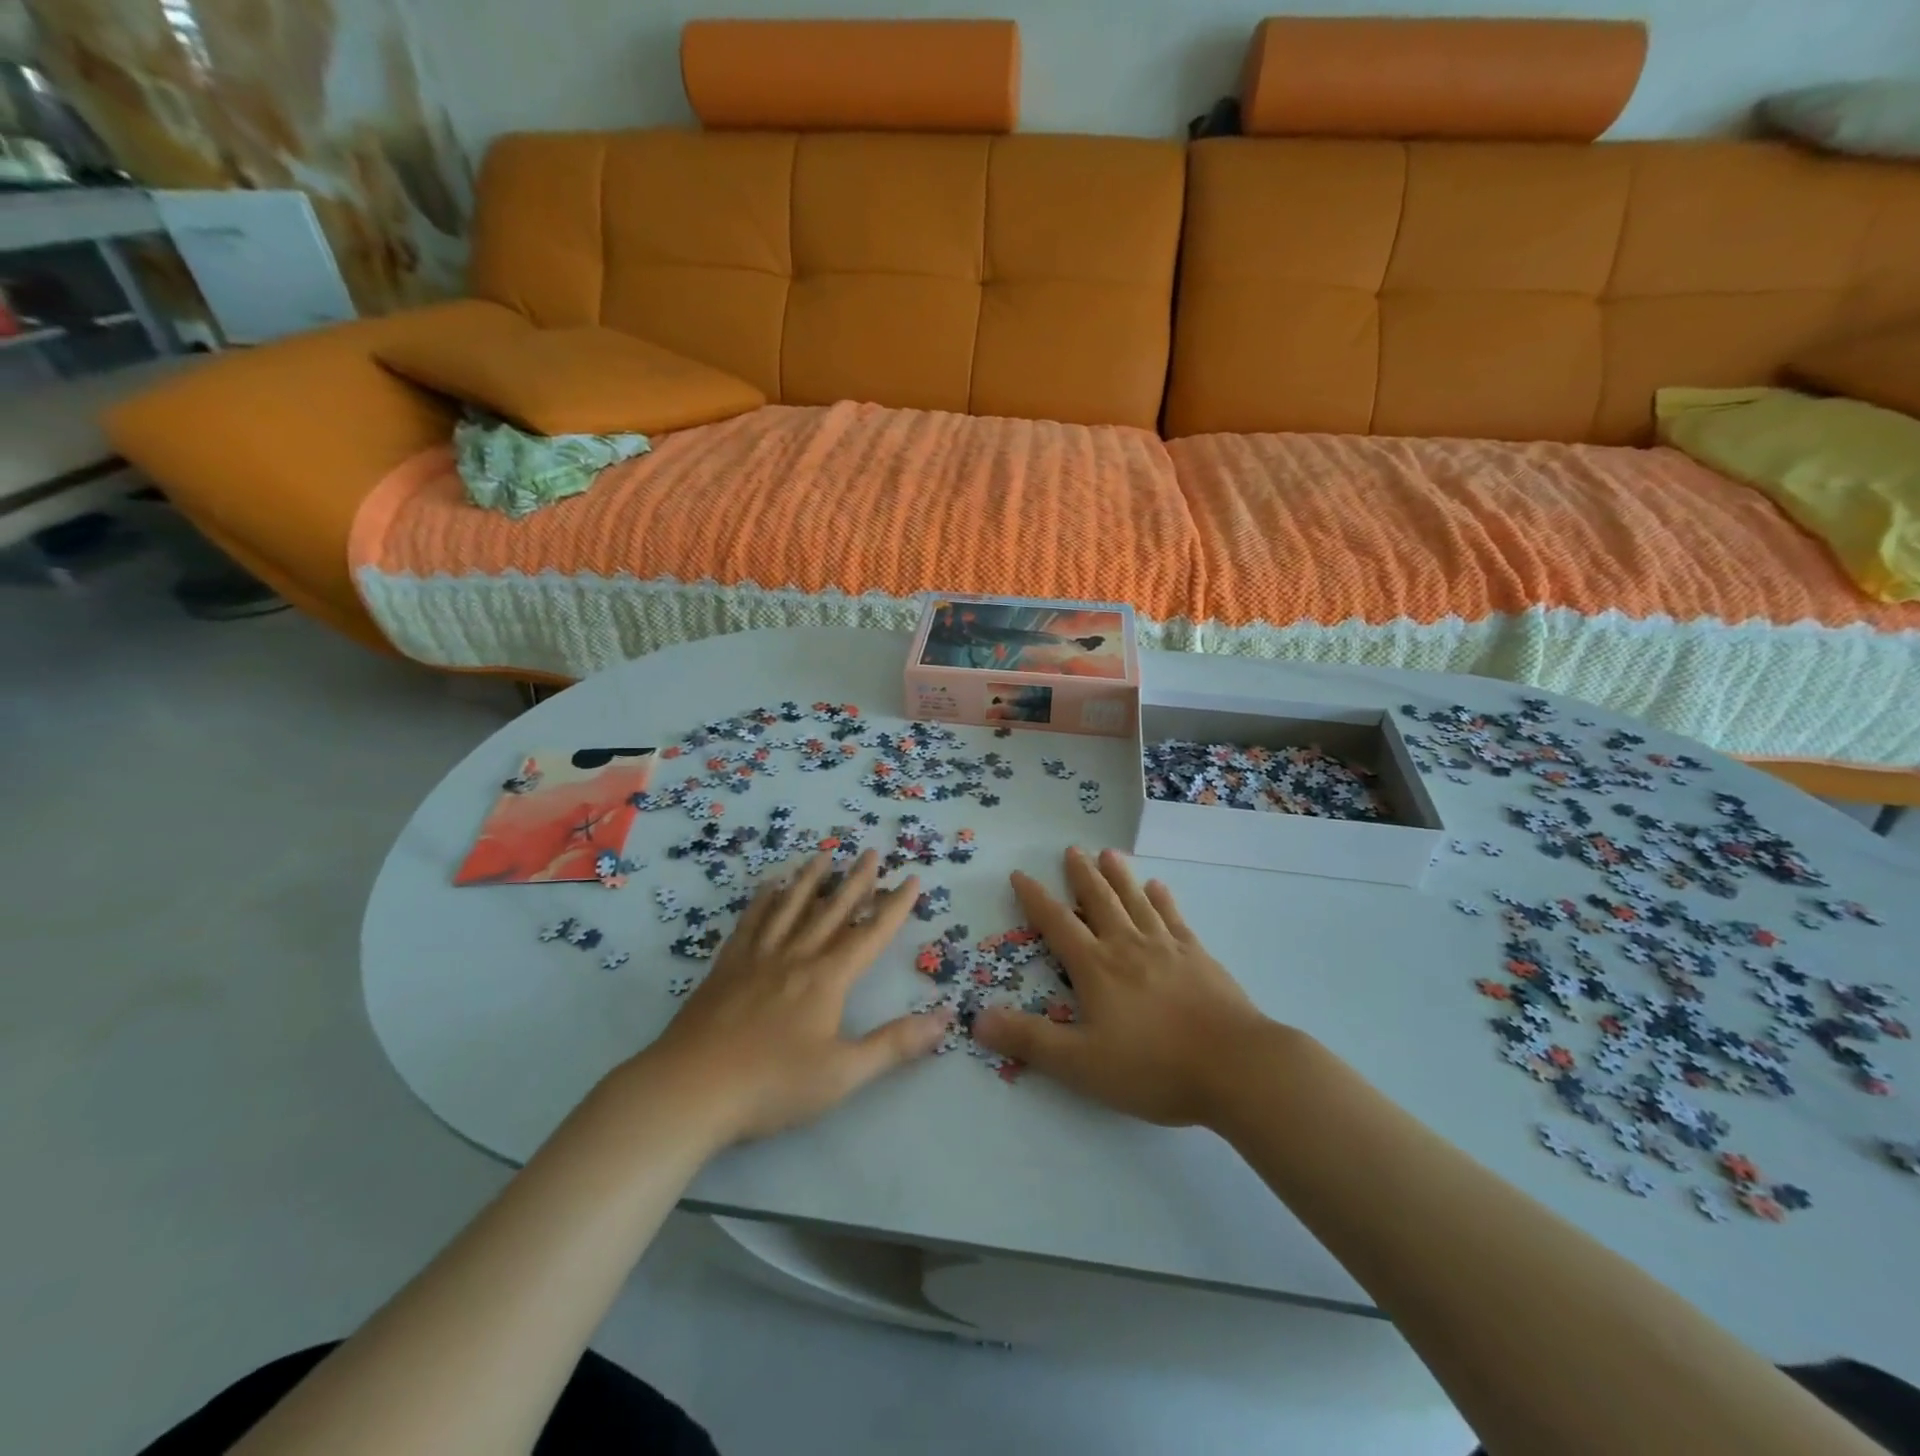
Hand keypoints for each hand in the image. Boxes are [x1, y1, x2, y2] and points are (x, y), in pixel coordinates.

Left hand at [646, 850, 948, 1142]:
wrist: (690, 1090)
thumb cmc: (772, 1085)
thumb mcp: (844, 1073)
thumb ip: (896, 1044)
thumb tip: (946, 1018)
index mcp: (827, 978)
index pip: (870, 934)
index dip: (895, 906)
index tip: (911, 878)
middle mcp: (795, 956)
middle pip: (832, 910)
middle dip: (856, 881)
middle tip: (871, 852)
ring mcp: (757, 958)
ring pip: (790, 907)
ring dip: (810, 880)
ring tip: (824, 855)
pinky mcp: (726, 967)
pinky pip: (750, 922)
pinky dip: (762, 901)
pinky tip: (767, 887)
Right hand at [974, 847, 1271, 1126]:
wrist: (1236, 1066)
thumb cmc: (1153, 1067)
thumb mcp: (1081, 1063)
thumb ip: (1029, 1040)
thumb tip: (976, 1019)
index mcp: (1096, 967)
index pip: (1057, 924)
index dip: (1035, 899)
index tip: (1020, 874)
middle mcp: (1127, 946)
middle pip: (1099, 901)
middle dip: (1081, 875)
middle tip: (1071, 849)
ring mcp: (1166, 947)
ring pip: (1136, 900)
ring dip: (1119, 876)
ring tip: (1109, 853)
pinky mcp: (1198, 956)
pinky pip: (1174, 918)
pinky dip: (1163, 899)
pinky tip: (1159, 887)